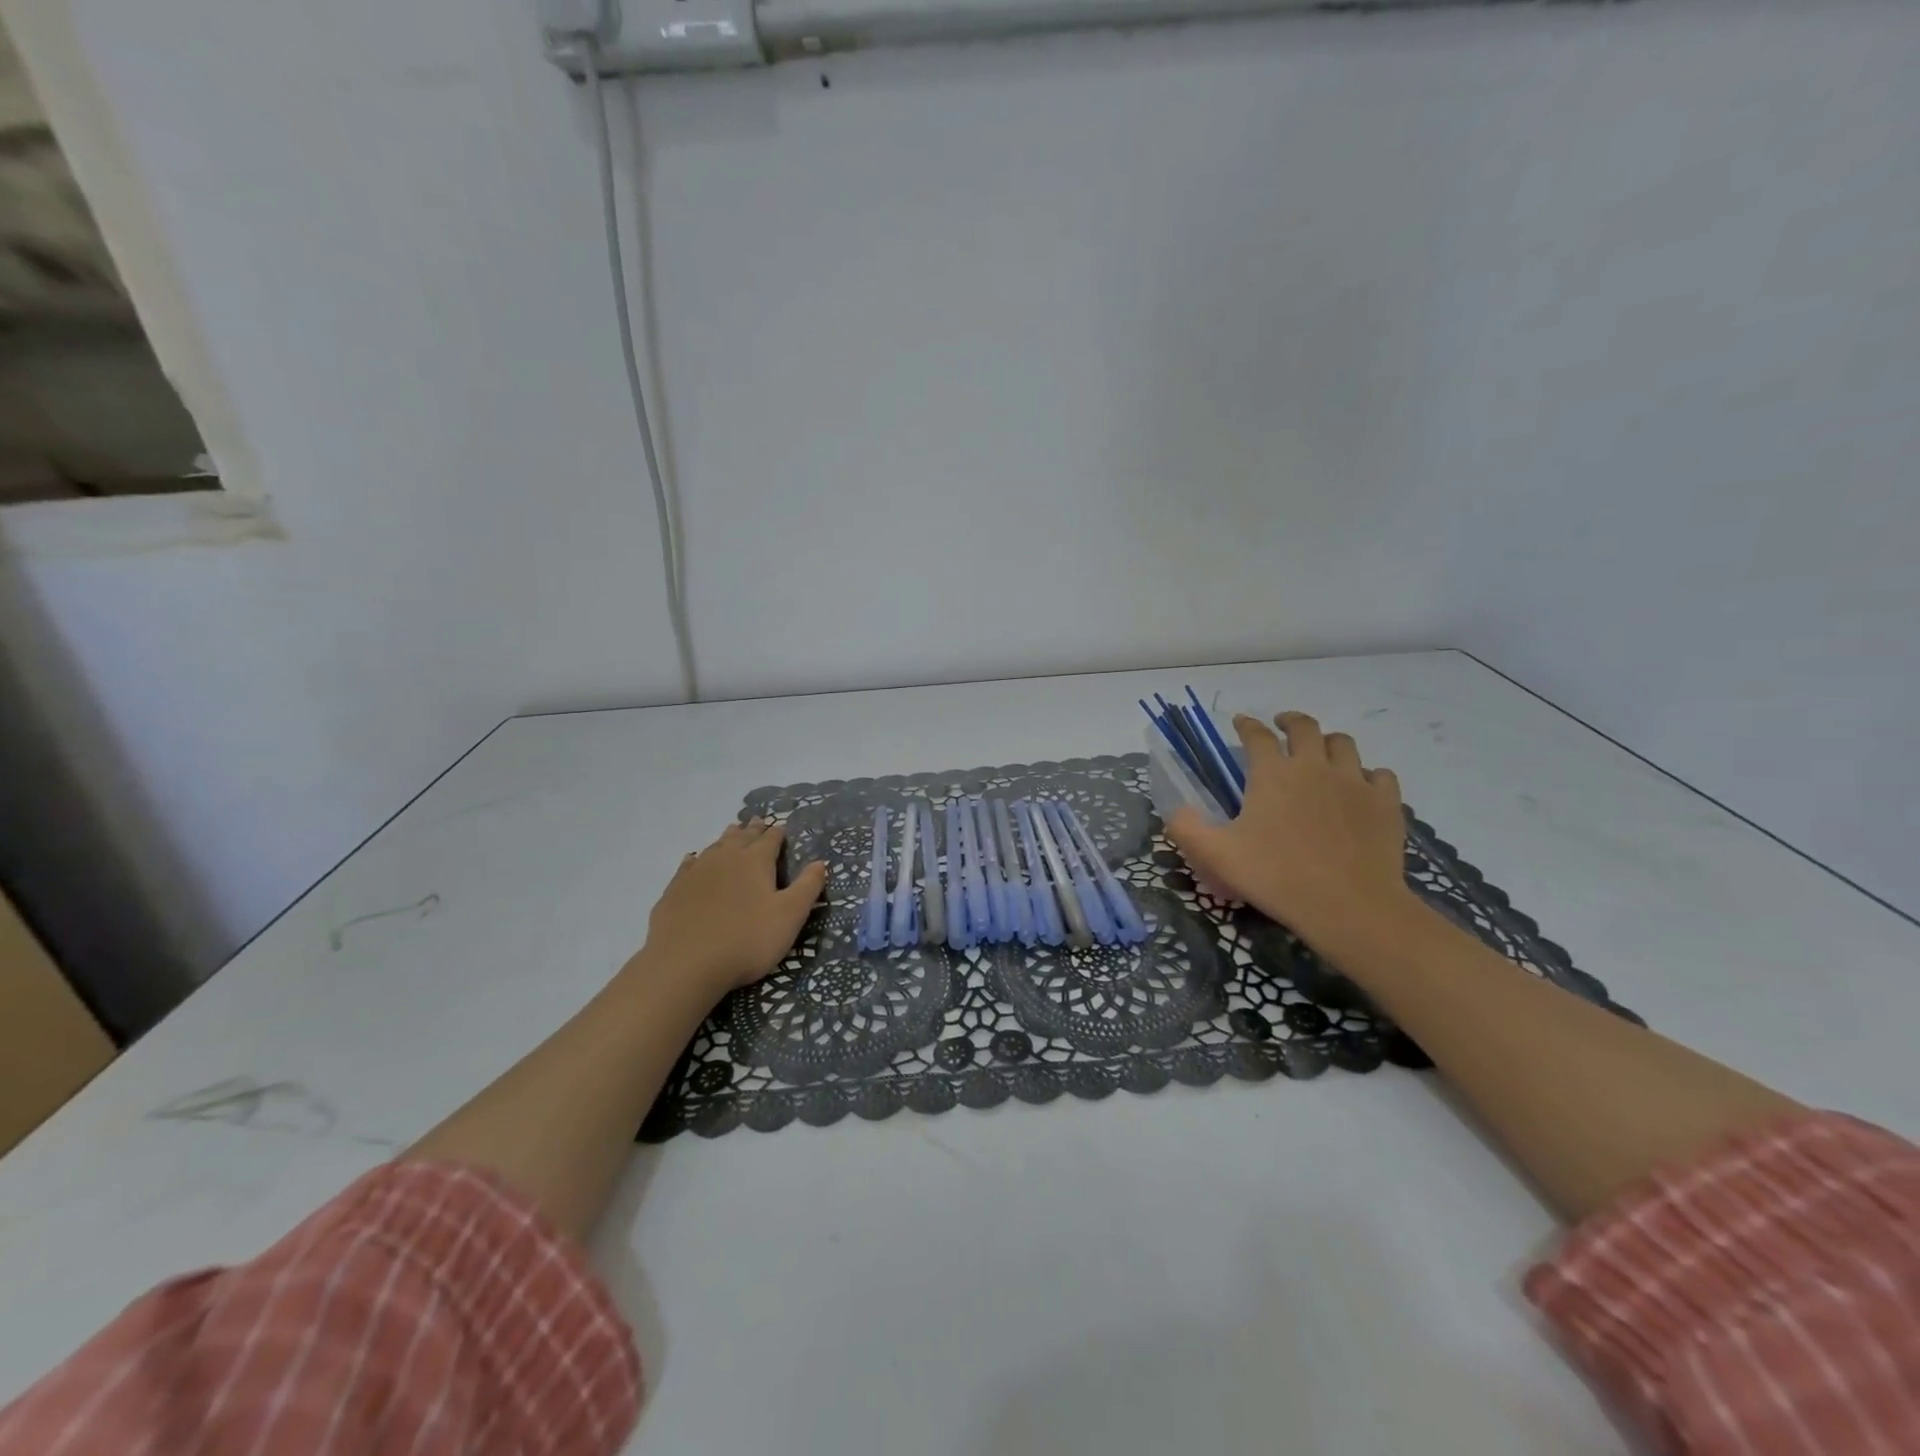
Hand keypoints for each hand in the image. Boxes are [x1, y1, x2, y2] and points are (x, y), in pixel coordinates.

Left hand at [635, 819, 826, 995]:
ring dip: (726, 838)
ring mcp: (696, 872)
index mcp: (756, 861)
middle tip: (757, 821)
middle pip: (742, 837)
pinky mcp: (675, 890)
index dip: (778, 832)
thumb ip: (808, 887)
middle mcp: (726, 858)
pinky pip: (688, 865)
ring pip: (715, 846)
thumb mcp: (790, 916)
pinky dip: (695, 859)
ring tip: (732, 832)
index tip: (782, 827)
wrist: (685, 964)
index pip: (771, 839)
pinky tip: (693, 859)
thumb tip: (820, 862)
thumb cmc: (747, 939)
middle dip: (752, 829)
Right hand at [1168, 712, 1410, 943]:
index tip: (1240, 722)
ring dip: (1328, 742)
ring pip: (1344, 744)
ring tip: (1321, 751)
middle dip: (1290, 721)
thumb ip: (1187, 829)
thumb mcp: (1216, 856)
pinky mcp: (1385, 803)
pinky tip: (1361, 787)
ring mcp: (1355, 782)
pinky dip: (1368, 775)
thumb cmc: (1276, 876)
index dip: (1246, 725)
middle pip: (1305, 727)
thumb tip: (1177, 810)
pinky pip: (1380, 775)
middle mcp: (1314, 766)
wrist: (1349, 906)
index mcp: (1272, 773)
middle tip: (1282, 725)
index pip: (1256, 735)